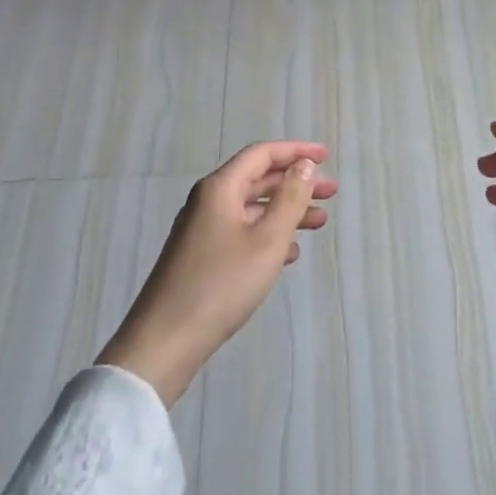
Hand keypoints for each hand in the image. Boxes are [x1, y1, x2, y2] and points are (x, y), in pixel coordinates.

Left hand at [98, 141, 335, 404]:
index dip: (296, 152)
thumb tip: (304, 166)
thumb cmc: (221, 285)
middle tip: (331, 193)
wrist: (164, 342)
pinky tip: (289, 254)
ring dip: (286, 212)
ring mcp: (202, 231)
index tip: (326, 157)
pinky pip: (241, 233)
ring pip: (252, 209)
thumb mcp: (267, 240)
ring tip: (320, 223)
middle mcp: (208, 202)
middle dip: (296, 183)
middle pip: (258, 180)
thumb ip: (290, 199)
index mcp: (220, 189)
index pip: (262, 154)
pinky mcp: (201, 258)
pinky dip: (268, 235)